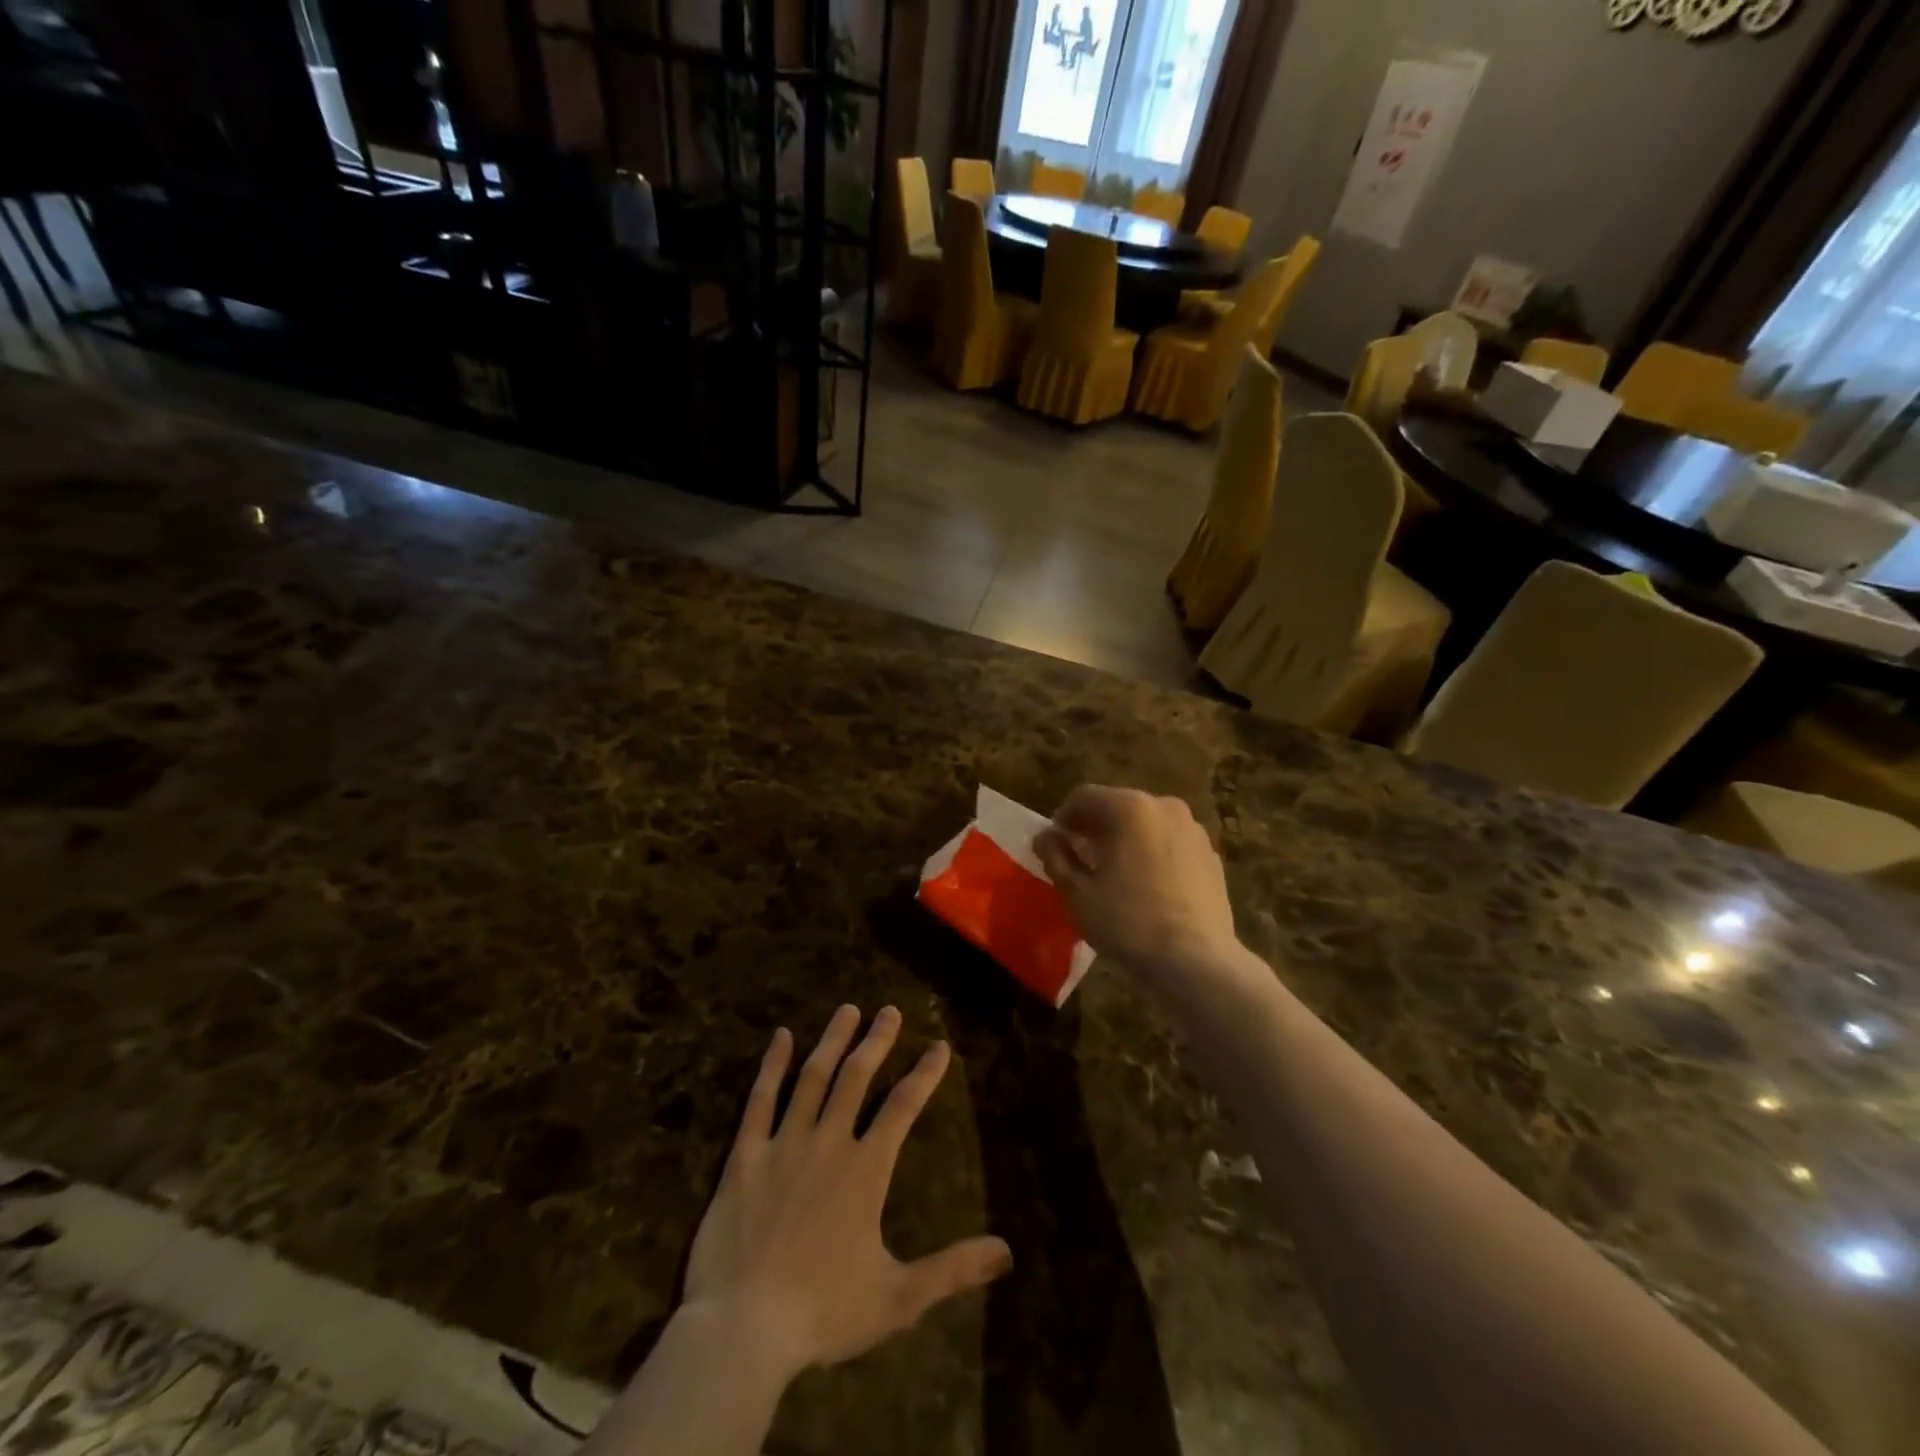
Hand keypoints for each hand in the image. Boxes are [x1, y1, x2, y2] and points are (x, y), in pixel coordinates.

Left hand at [682, 1006, 1012, 1380]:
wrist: (742, 1328)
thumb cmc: (823, 1312)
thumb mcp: (898, 1298)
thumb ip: (953, 1269)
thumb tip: (1007, 1253)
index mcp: (866, 1169)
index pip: (904, 1107)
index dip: (925, 1074)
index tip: (939, 1046)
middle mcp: (829, 1142)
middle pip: (857, 1077)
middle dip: (877, 1040)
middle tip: (889, 1011)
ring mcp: (784, 1144)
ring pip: (813, 1077)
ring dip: (833, 1041)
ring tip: (847, 1009)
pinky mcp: (745, 1156)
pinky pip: (760, 1100)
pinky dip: (772, 1066)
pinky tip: (781, 1037)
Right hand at [1034, 786, 1239, 978]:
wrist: (1197, 963)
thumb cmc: (1128, 923)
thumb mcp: (1078, 893)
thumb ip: (1056, 857)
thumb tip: (1045, 837)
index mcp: (1130, 808)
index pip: (1084, 797)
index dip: (1063, 819)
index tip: (1054, 847)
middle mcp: (1165, 807)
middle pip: (1118, 806)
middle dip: (1095, 828)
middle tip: (1079, 860)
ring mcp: (1193, 830)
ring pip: (1147, 824)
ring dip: (1125, 839)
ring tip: (1113, 874)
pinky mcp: (1211, 856)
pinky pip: (1170, 843)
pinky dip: (1152, 853)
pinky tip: (1146, 887)